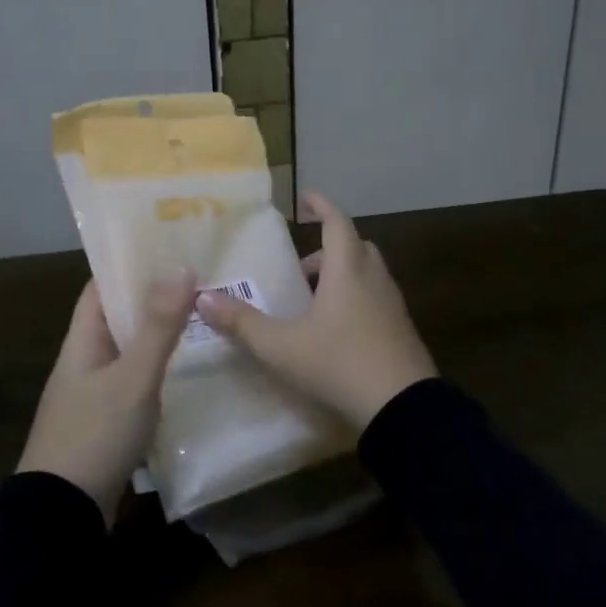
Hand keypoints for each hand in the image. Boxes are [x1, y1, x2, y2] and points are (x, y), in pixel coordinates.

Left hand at [18, 273, 196, 521]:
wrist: (62, 513)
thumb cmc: (95, 434)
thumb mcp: (132, 378)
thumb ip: (158, 326)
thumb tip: (181, 266)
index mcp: (81, 342)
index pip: (101, 288)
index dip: (129, 265)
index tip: (168, 248)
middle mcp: (84, 361)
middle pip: (118, 318)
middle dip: (154, 299)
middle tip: (200, 281)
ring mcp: (94, 394)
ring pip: (129, 352)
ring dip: (158, 336)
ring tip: (202, 319)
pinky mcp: (106, 423)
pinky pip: (134, 384)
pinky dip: (157, 372)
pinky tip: (187, 372)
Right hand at [197, 190, 436, 431]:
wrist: (403, 408)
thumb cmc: (339, 364)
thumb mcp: (281, 346)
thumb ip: (242, 323)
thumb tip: (202, 299)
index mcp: (347, 270)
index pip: (336, 222)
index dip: (321, 205)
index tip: (304, 198)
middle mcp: (374, 278)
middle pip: (353, 247)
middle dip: (326, 249)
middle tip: (299, 269)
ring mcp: (392, 305)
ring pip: (366, 274)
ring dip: (340, 276)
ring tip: (311, 303)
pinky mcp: (401, 330)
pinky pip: (375, 299)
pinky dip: (354, 299)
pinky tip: (334, 331)